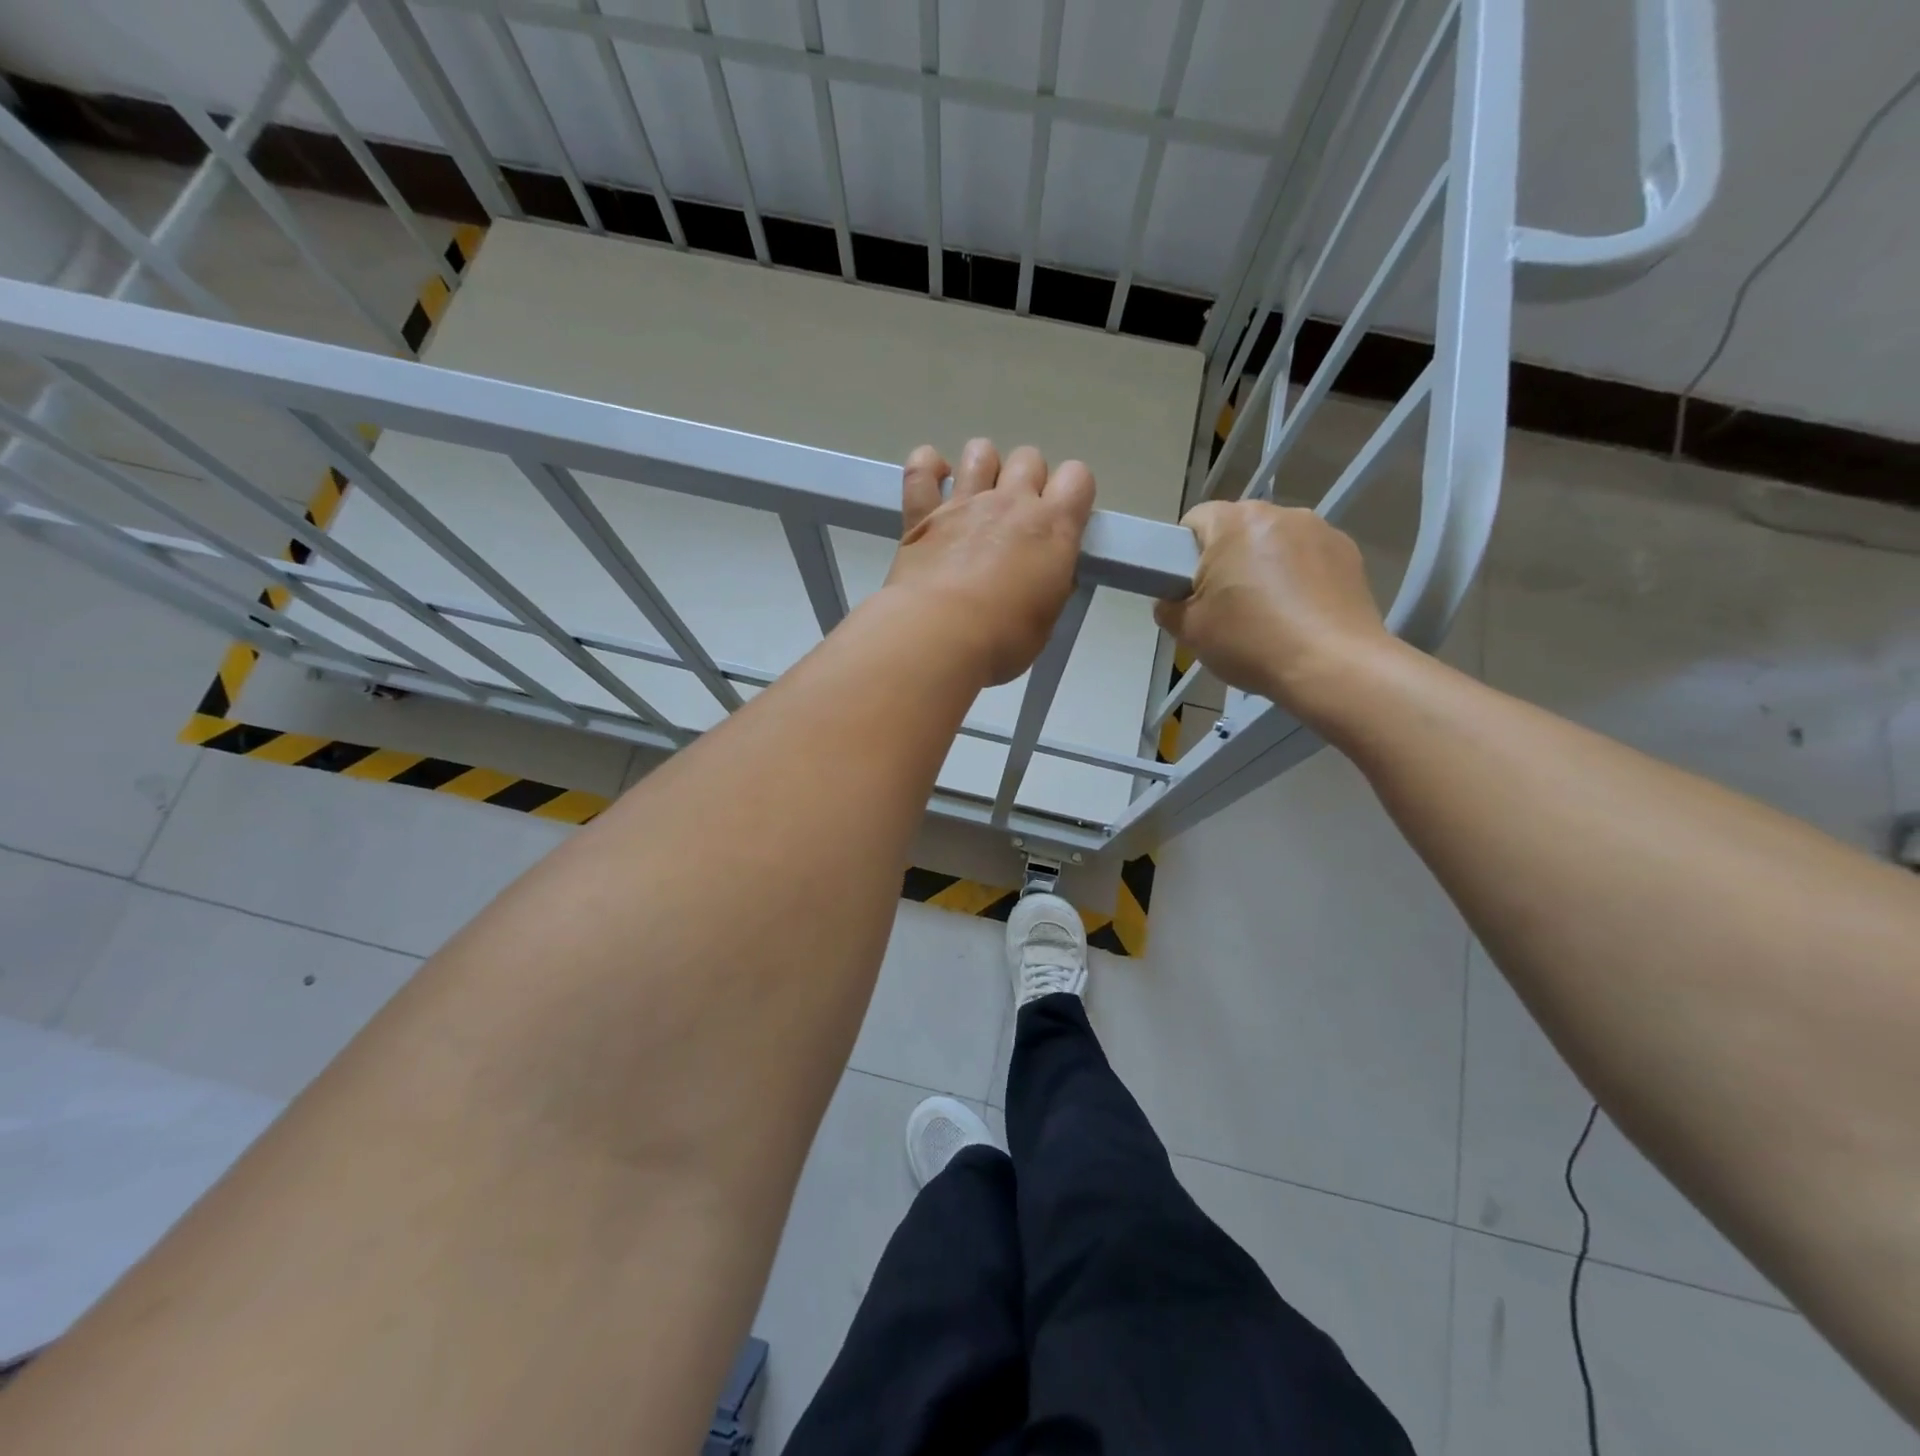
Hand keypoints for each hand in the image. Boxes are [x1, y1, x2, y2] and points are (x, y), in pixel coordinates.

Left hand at [884, 439, 1094, 685]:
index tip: (1062, 520)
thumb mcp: (1045, 620)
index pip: (1078, 477)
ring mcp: (965, 502)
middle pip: (1029, 458)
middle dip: (1027, 480)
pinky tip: (934, 483)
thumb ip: (1048, 587)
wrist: (939, 636)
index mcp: (1052, 528)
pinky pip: (921, 469)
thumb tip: (1046, 578)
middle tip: (1016, 518)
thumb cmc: (1002, 639)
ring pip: (980, 451)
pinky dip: (927, 468)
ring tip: (977, 496)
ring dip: (983, 467)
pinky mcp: (922, 513)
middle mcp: (1011, 502)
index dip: (1072, 494)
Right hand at [1153, 501, 1392, 722]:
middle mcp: (1280, 513)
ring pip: (1275, 543)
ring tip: (1267, 613)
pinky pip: (1308, 557)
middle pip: (1238, 529)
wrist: (1332, 666)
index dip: (1184, 554)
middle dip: (1227, 559)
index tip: (1189, 588)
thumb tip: (1173, 601)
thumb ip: (1169, 607)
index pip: (1195, 520)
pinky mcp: (1349, 552)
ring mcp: (1320, 530)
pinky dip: (1298, 578)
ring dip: (1265, 566)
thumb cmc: (1252, 641)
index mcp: (1235, 522)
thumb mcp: (1189, 631)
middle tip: (1224, 605)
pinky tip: (1298, 615)